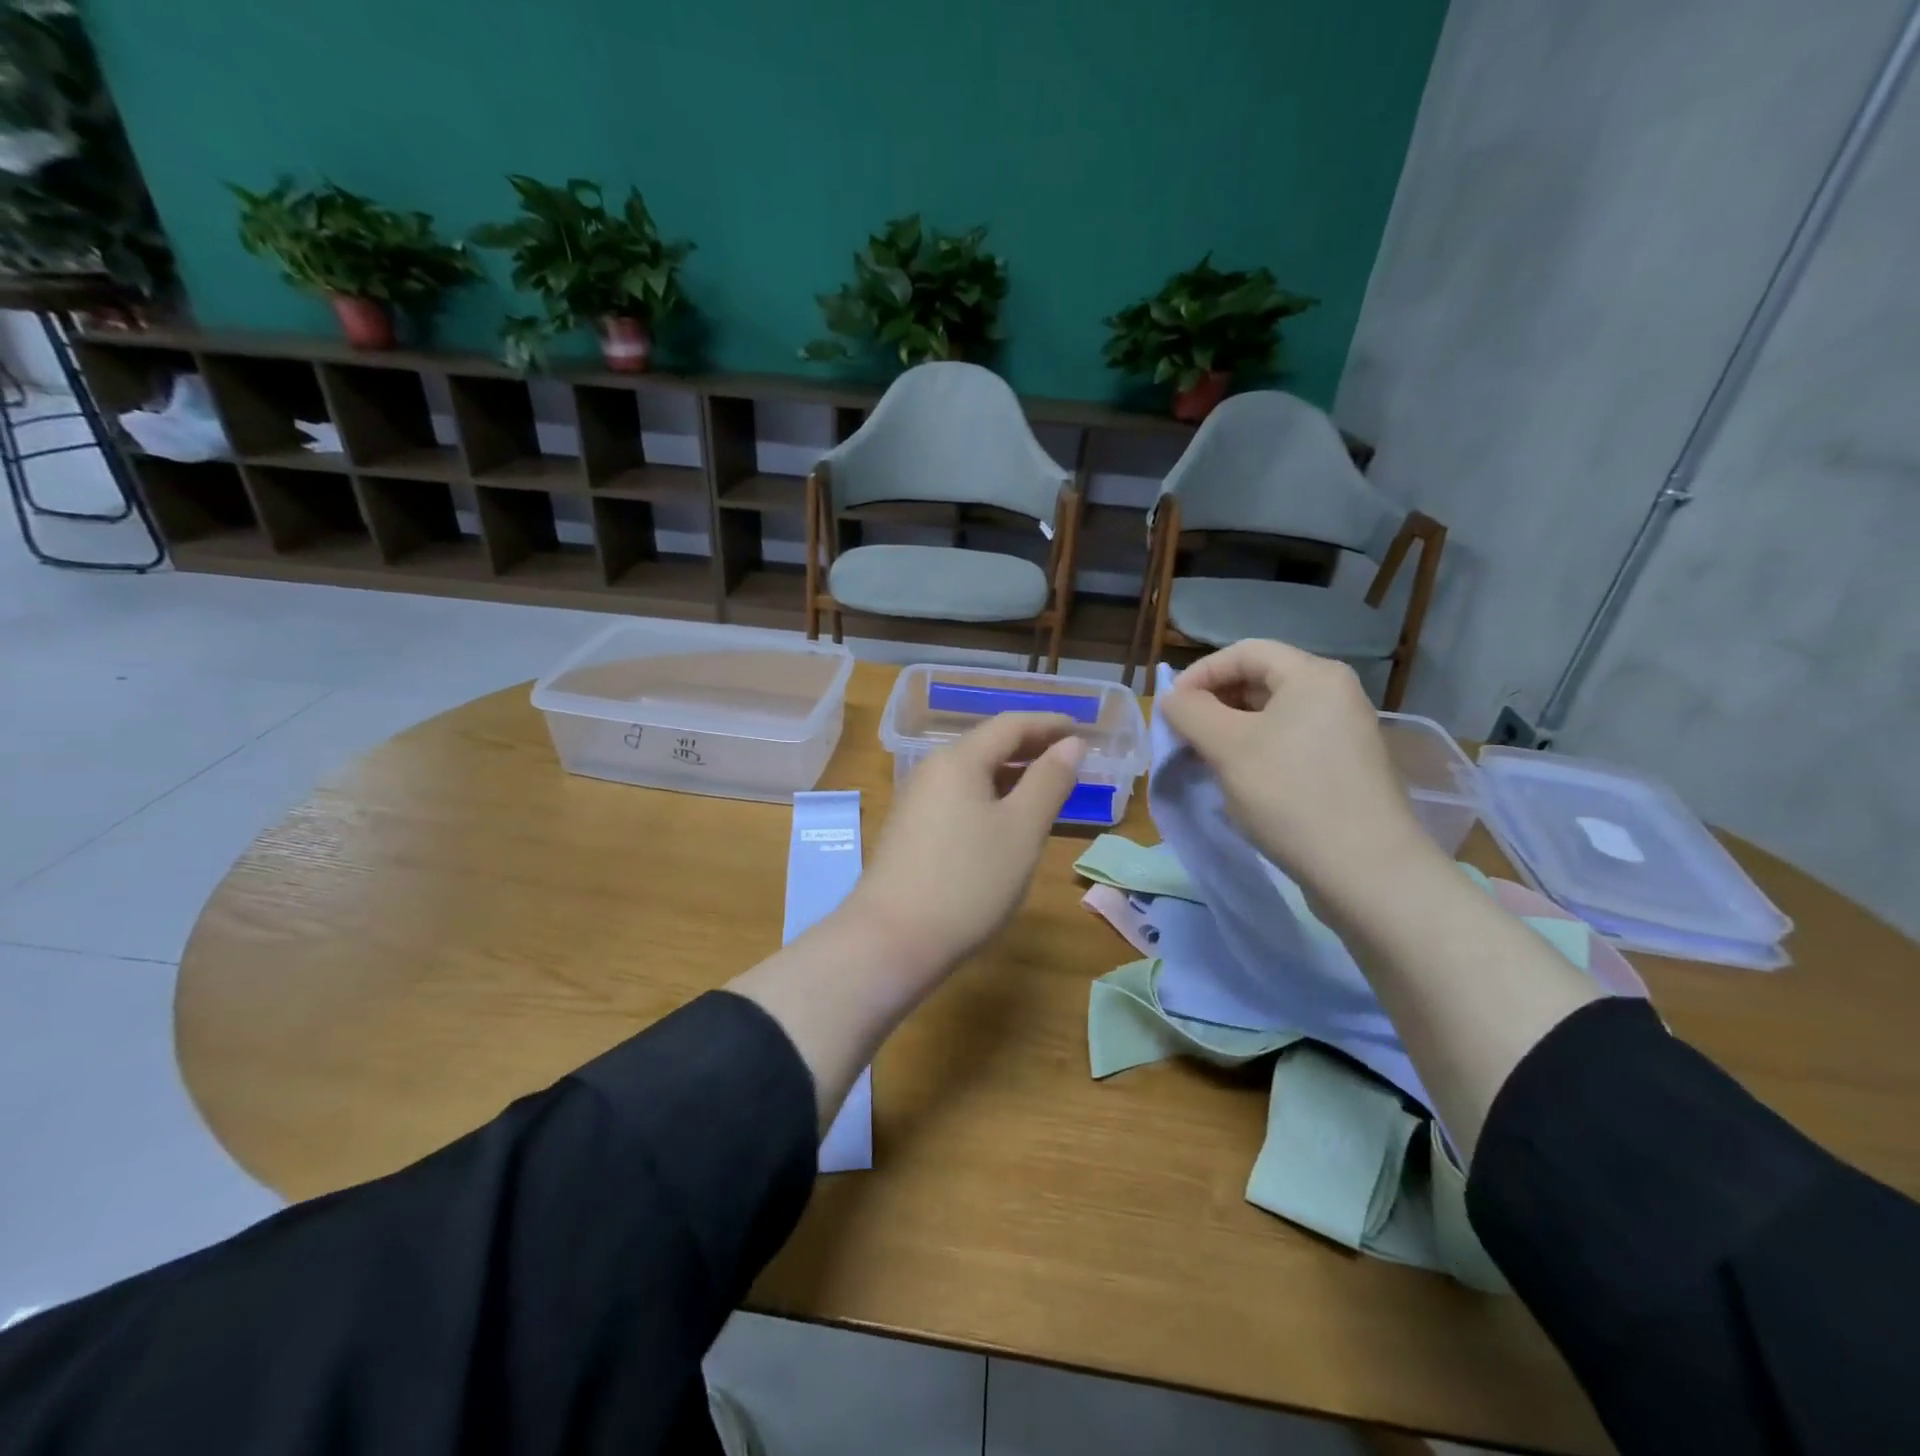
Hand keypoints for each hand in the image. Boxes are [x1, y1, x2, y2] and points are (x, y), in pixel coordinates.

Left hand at [840, 712, 1086, 982]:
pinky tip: (1005, 821)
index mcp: (959, 760)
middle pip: (987, 745)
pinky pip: (958, 797)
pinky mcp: (910, 830)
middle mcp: (932, 770)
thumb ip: (1049, 781)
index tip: (1082, 730)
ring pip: (972, 773)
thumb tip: (1071, 743)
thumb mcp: (1022, 830)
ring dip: (1011, 774)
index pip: (1010, 725)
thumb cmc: (968, 881)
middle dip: (1031, 747)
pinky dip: (990, 797)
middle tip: (1070, 758)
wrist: (892, 939)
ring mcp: (916, 801)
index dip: (1049, 724)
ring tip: (1046, 788)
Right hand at [1158, 640, 1438, 898]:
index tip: (1170, 707)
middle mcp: (1334, 694)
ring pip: (1272, 715)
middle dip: (1214, 703)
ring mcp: (1344, 733)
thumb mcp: (1227, 747)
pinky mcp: (1344, 767)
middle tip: (1183, 736)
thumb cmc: (1290, 795)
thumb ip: (1190, 712)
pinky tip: (1240, 782)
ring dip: (1231, 730)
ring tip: (1205, 760)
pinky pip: (1289, 743)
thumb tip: (1173, 698)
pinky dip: (1256, 751)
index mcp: (1313, 675)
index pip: (1244, 652)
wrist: (1366, 871)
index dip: (1200, 673)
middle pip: (1260, 680)